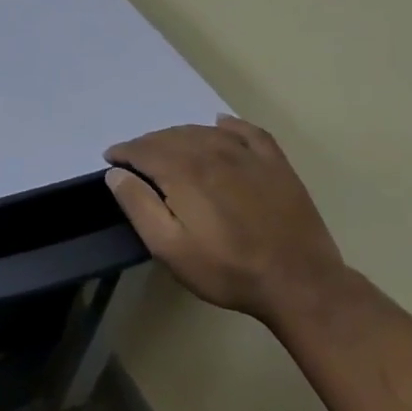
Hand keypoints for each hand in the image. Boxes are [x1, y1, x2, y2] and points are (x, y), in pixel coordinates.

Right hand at [105, 116, 347, 321]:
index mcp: (184, 172)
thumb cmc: (226, 269)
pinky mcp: (276, 166)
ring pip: (203, 131)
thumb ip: (137, 205)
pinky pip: (248, 132)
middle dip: (146, 144)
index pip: (143, 150)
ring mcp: (249, 157)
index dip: (123, 152)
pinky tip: (220, 126)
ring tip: (167, 150)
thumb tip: (116, 173)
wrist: (300, 285)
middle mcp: (214, 153)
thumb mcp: (168, 247)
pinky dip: (228, 126)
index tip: (111, 161)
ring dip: (178, 135)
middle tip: (135, 161)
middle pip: (170, 137)